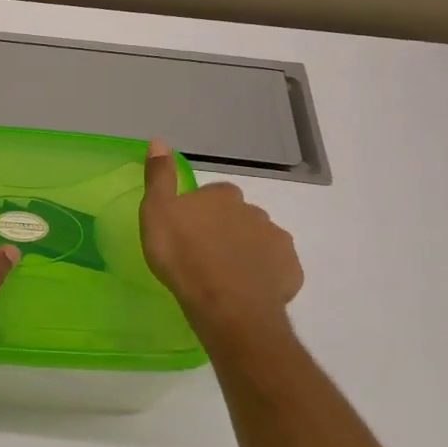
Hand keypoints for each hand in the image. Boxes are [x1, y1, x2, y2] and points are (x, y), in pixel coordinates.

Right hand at [140, 140, 303, 348]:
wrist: (226, 305)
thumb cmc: (183, 256)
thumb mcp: (156, 212)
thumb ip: (159, 177)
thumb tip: (159, 141)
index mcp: (223, 196)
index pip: (213, 194)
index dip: (201, 209)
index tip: (188, 228)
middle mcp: (255, 212)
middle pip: (239, 216)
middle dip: (226, 228)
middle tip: (204, 253)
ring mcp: (277, 242)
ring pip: (259, 241)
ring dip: (245, 250)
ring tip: (224, 275)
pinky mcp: (291, 271)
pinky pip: (275, 268)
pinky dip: (263, 274)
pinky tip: (246, 290)